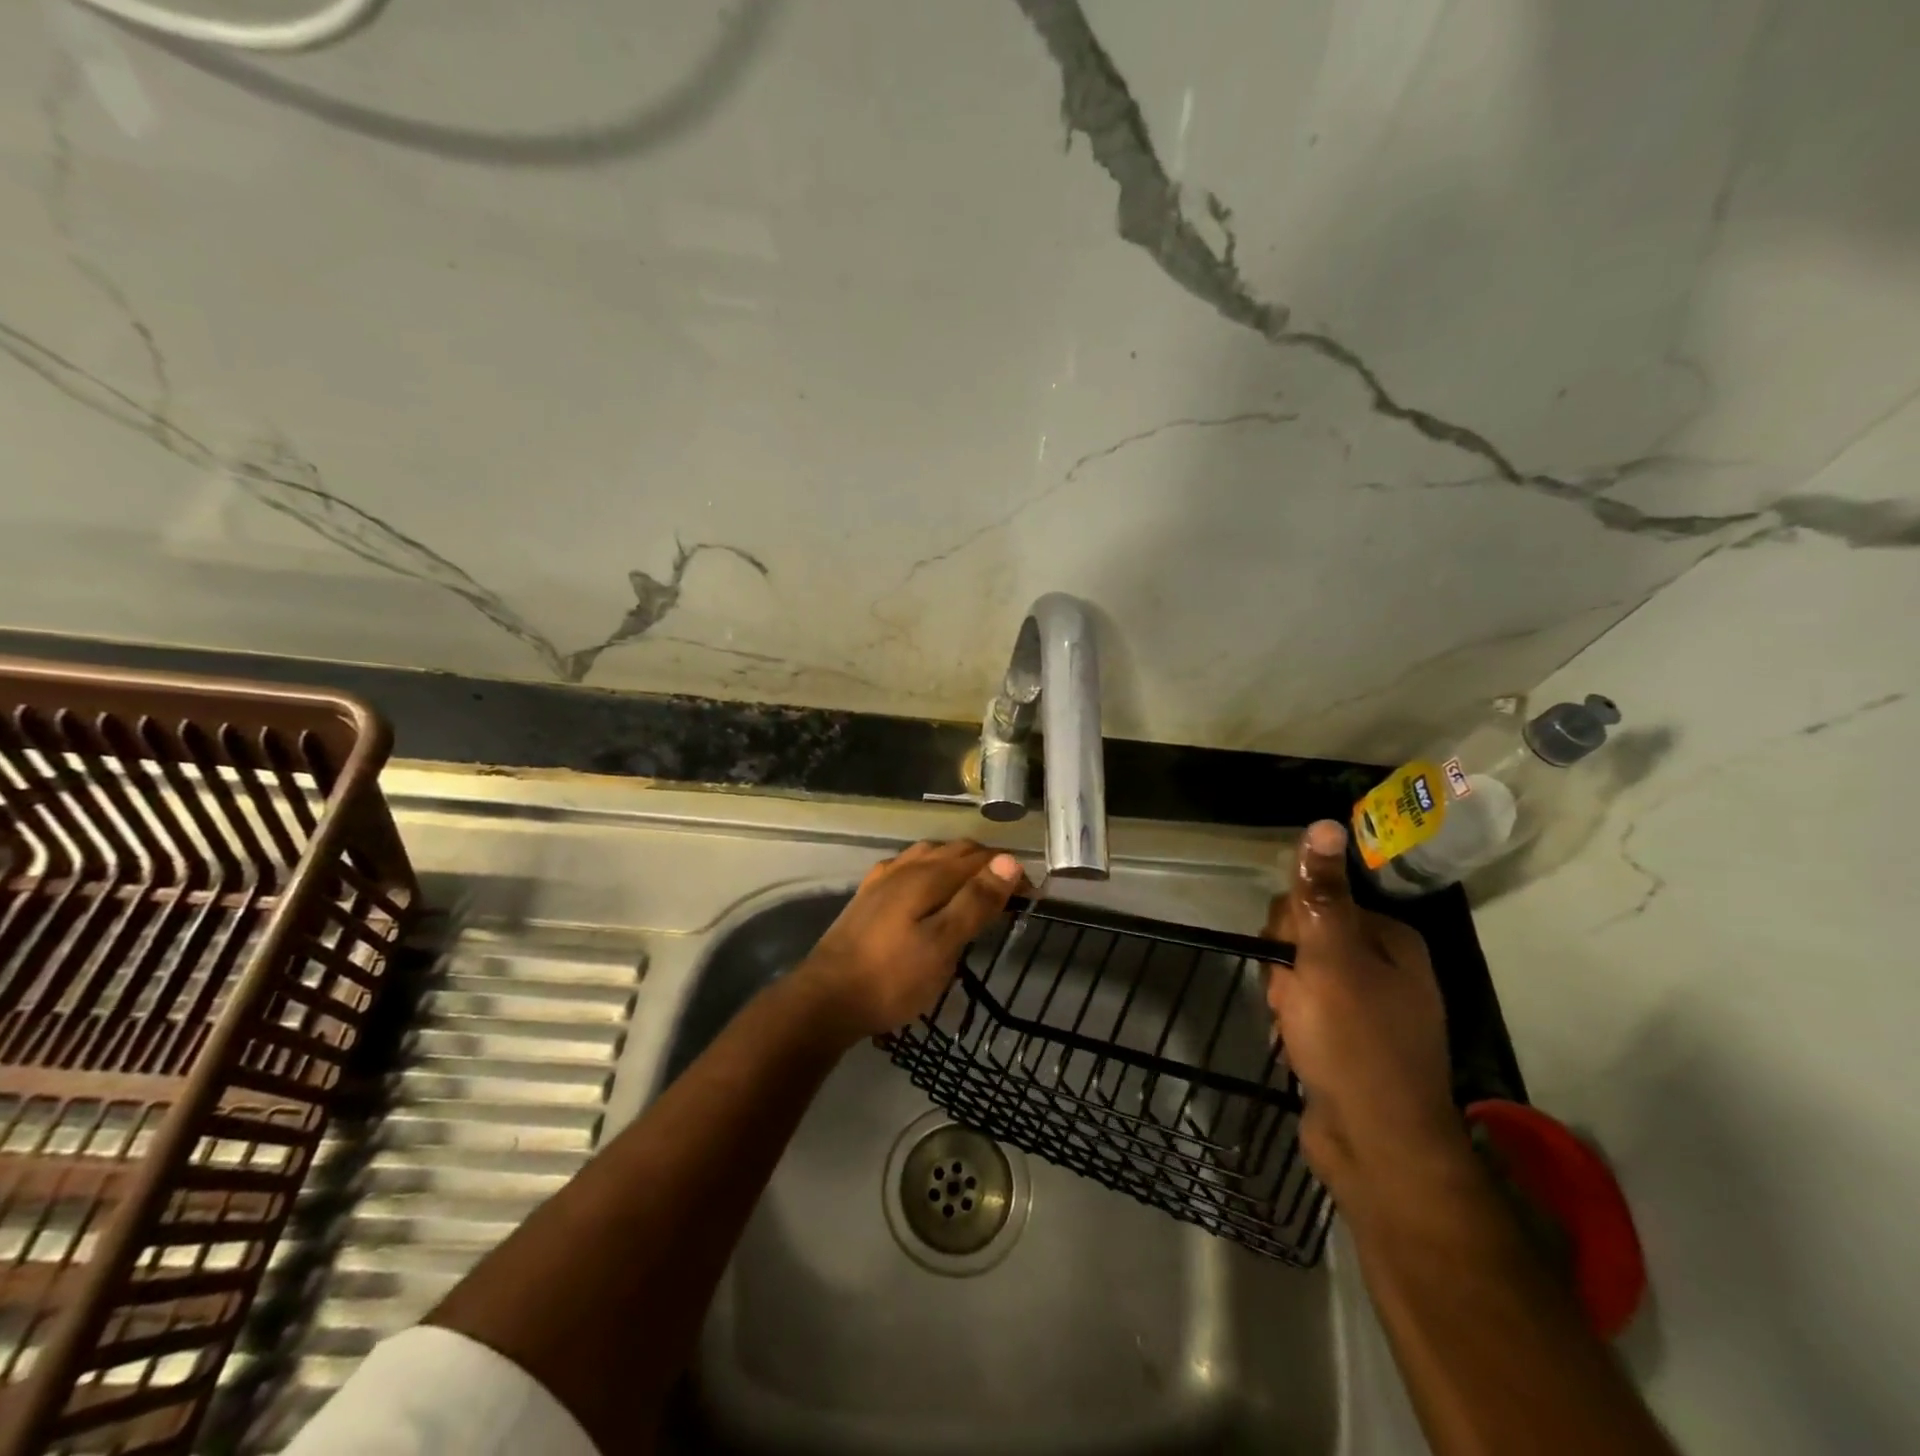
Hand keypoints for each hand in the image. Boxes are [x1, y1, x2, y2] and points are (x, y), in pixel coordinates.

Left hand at [797, 840, 1023, 1042]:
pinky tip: (928, 887)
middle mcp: (907, 867)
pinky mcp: (869, 896)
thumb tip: (1009, 861)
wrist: (826, 998)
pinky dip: (932, 869)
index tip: (1033, 895)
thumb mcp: (942, 946)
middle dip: (988, 864)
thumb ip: (975, 902)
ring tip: (977, 887)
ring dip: (960, 863)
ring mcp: (883, 879)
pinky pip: (909, 867)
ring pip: (931, 855)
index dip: (1010, 871)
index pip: (981, 859)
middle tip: (1011, 894)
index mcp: (929, 876)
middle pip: (956, 851)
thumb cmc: (891, 978)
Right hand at [1265, 821, 1467, 1208]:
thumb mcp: (1330, 958)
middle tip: (1291, 999)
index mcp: (1390, 940)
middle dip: (1284, 965)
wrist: (1377, 1147)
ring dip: (1285, 996)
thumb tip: (1325, 823)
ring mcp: (1370, 1008)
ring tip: (1293, 1027)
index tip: (1285, 960)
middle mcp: (1386, 968)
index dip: (1288, 927)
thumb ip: (1321, 893)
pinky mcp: (1352, 1043)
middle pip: (1306, 936)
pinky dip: (1294, 1023)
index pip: (1316, 901)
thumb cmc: (1354, 1042)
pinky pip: (1308, 1010)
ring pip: (1300, 975)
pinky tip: (1296, 1044)